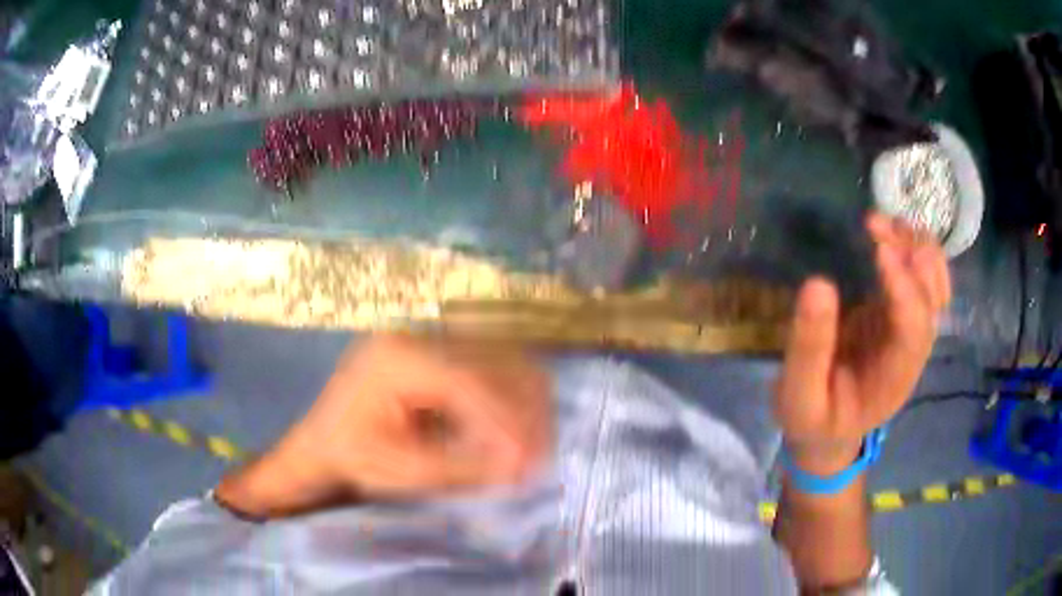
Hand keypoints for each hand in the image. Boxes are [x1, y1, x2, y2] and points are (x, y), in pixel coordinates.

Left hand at [217, 335, 552, 517]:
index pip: (467, 382)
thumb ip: (463, 467)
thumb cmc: (352, 459)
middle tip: (540, 455)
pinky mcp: (438, 351)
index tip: (530, 459)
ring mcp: (428, 338)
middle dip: (524, 410)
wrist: (323, 446)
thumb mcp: (403, 471)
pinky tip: (515, 427)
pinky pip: (491, 366)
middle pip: (493, 361)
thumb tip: (521, 466)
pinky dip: (510, 397)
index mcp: (396, 359)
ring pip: (500, 359)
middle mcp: (416, 336)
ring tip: (534, 444)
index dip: (505, 421)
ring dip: (523, 402)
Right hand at [774, 213, 950, 474]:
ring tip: (884, 221)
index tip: (878, 250)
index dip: (904, 288)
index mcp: (893, 379)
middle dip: (913, 256)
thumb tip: (818, 284)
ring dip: (916, 247)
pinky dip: (912, 251)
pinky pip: (920, 280)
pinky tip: (890, 233)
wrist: (827, 434)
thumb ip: (809, 349)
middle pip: (934, 300)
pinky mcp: (898, 317)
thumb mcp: (798, 396)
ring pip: (935, 285)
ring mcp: (909, 332)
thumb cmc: (813, 419)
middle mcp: (912, 353)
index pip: (914, 330)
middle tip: (875, 225)